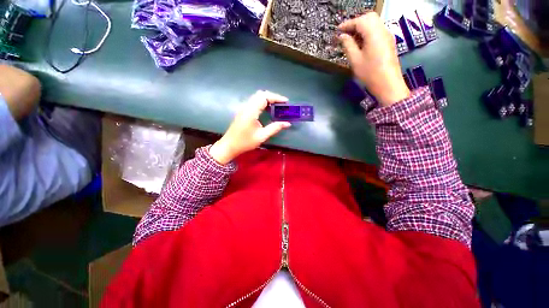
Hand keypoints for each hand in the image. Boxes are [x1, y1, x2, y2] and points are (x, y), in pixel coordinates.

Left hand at [209, 90, 291, 164]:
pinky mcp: (243, 111)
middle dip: (273, 96)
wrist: (229, 145)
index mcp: (251, 111)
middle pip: (260, 94)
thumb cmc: (245, 142)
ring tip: (277, 106)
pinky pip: (254, 101)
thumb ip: (274, 128)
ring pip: (257, 97)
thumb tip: (287, 123)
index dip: (276, 97)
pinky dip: (262, 102)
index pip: (264, 97)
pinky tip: (267, 109)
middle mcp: (246, 106)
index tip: (286, 101)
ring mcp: (243, 108)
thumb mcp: (261, 136)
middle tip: (282, 104)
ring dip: (267, 99)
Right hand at [338, 12, 409, 106]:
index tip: (338, 30)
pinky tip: (361, 43)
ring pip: (374, 23)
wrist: (388, 84)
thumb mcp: (355, 60)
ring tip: (351, 39)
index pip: (360, 21)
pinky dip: (368, 32)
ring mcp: (387, 36)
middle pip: (369, 18)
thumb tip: (342, 36)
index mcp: (374, 33)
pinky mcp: (388, 42)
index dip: (347, 24)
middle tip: (345, 33)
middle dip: (356, 23)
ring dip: (362, 28)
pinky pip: (377, 31)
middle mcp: (382, 30)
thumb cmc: (370, 73)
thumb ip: (348, 45)